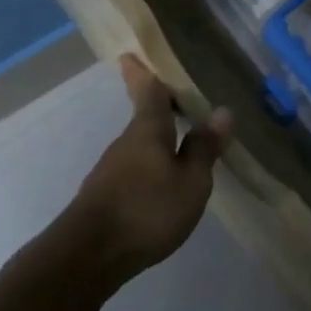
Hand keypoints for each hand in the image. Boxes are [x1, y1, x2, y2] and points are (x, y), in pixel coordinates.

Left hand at [63, 55, 230, 278]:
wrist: (88, 255)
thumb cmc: (146, 210)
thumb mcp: (190, 182)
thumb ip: (204, 148)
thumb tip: (222, 111)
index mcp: (147, 130)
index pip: (147, 91)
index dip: (142, 72)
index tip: (130, 54)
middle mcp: (126, 143)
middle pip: (144, 117)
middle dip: (157, 106)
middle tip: (177, 97)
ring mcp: (111, 170)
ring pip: (139, 145)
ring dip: (157, 139)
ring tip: (179, 141)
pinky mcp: (105, 196)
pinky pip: (134, 168)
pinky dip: (150, 164)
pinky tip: (162, 181)